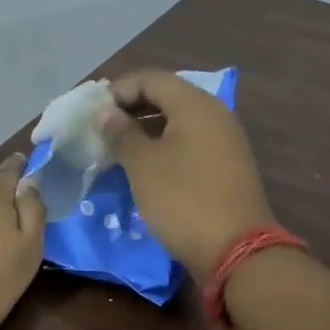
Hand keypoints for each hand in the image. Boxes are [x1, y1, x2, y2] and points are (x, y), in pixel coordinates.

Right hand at [98, 71, 277, 280]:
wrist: (237, 251)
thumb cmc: (184, 200)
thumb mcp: (143, 165)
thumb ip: (121, 133)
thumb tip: (106, 113)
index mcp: (196, 105)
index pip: (152, 78)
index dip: (119, 89)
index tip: (92, 111)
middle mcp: (215, 115)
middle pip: (167, 97)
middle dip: (131, 108)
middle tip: (101, 128)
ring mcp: (224, 141)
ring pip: (178, 122)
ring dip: (145, 130)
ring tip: (116, 149)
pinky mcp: (226, 167)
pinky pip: (189, 143)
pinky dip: (163, 147)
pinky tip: (143, 168)